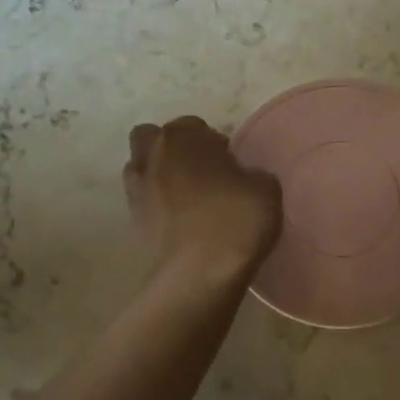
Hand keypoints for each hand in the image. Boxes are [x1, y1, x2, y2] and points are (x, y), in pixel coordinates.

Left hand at [124, 116, 281, 281]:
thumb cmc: (236, 219)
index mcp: (182, 137)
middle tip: (203, 173)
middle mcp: (151, 156)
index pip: (195, 126)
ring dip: (161, 176)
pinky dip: (158, 206)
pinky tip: (183, 222)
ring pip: (143, 169)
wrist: (200, 274)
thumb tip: (244, 178)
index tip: (231, 165)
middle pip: (154, 139)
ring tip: (189, 198)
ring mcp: (136, 190)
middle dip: (174, 150)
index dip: (214, 143)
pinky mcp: (133, 222)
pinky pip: (145, 202)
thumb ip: (252, 173)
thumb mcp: (266, 188)